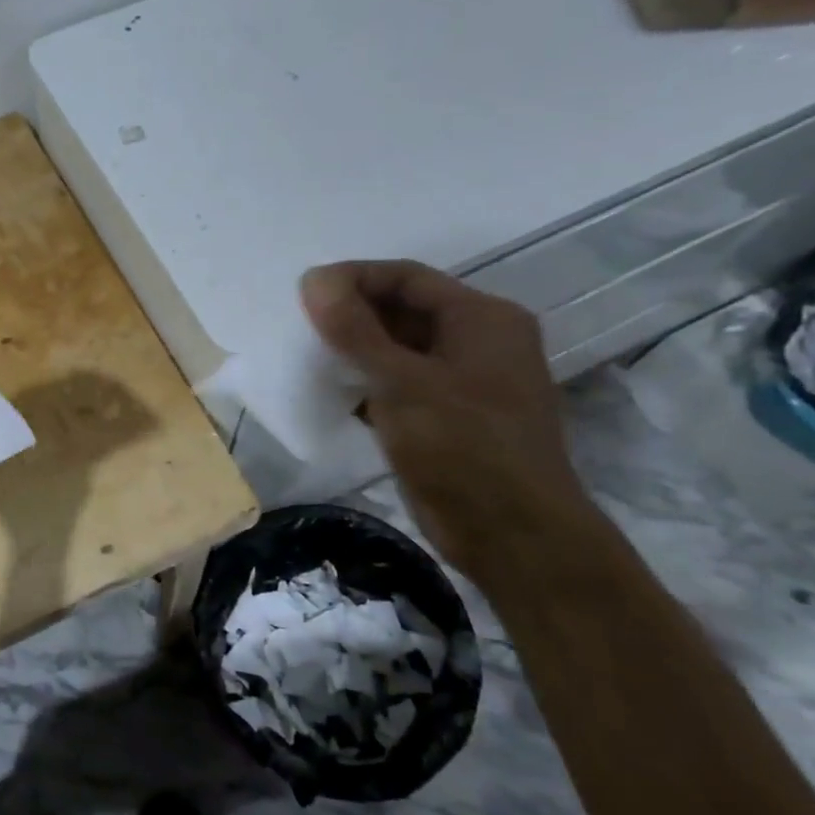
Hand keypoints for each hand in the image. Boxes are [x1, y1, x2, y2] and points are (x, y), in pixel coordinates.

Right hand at [300, 260, 595, 582]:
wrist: (514, 536)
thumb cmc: (463, 447)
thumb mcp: (402, 382)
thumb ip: (355, 329)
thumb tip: (314, 278)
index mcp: (482, 318)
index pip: (406, 277)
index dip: (353, 278)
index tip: (304, 292)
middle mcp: (478, 342)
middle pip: (404, 310)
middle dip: (352, 315)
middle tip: (300, 324)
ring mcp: (465, 382)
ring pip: (399, 350)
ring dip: (356, 350)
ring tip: (308, 354)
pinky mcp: (449, 418)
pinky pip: (401, 384)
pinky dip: (367, 383)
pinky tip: (331, 393)